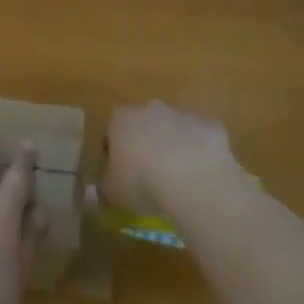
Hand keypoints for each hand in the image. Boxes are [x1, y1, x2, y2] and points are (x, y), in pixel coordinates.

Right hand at [102, 102, 238, 218]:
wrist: (193, 179)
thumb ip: (101, 190)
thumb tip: (93, 194)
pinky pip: (202, 139)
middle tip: (150, 176)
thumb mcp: (112, 194)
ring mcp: (182, 115)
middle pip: (144, 125)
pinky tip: (202, 177)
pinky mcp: (209, 126)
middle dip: (146, 145)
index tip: (120, 175)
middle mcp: (150, 109)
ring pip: (174, 130)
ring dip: (174, 148)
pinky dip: (201, 153)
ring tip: (179, 180)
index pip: (112, 132)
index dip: (115, 154)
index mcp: (121, 120)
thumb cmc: (143, 183)